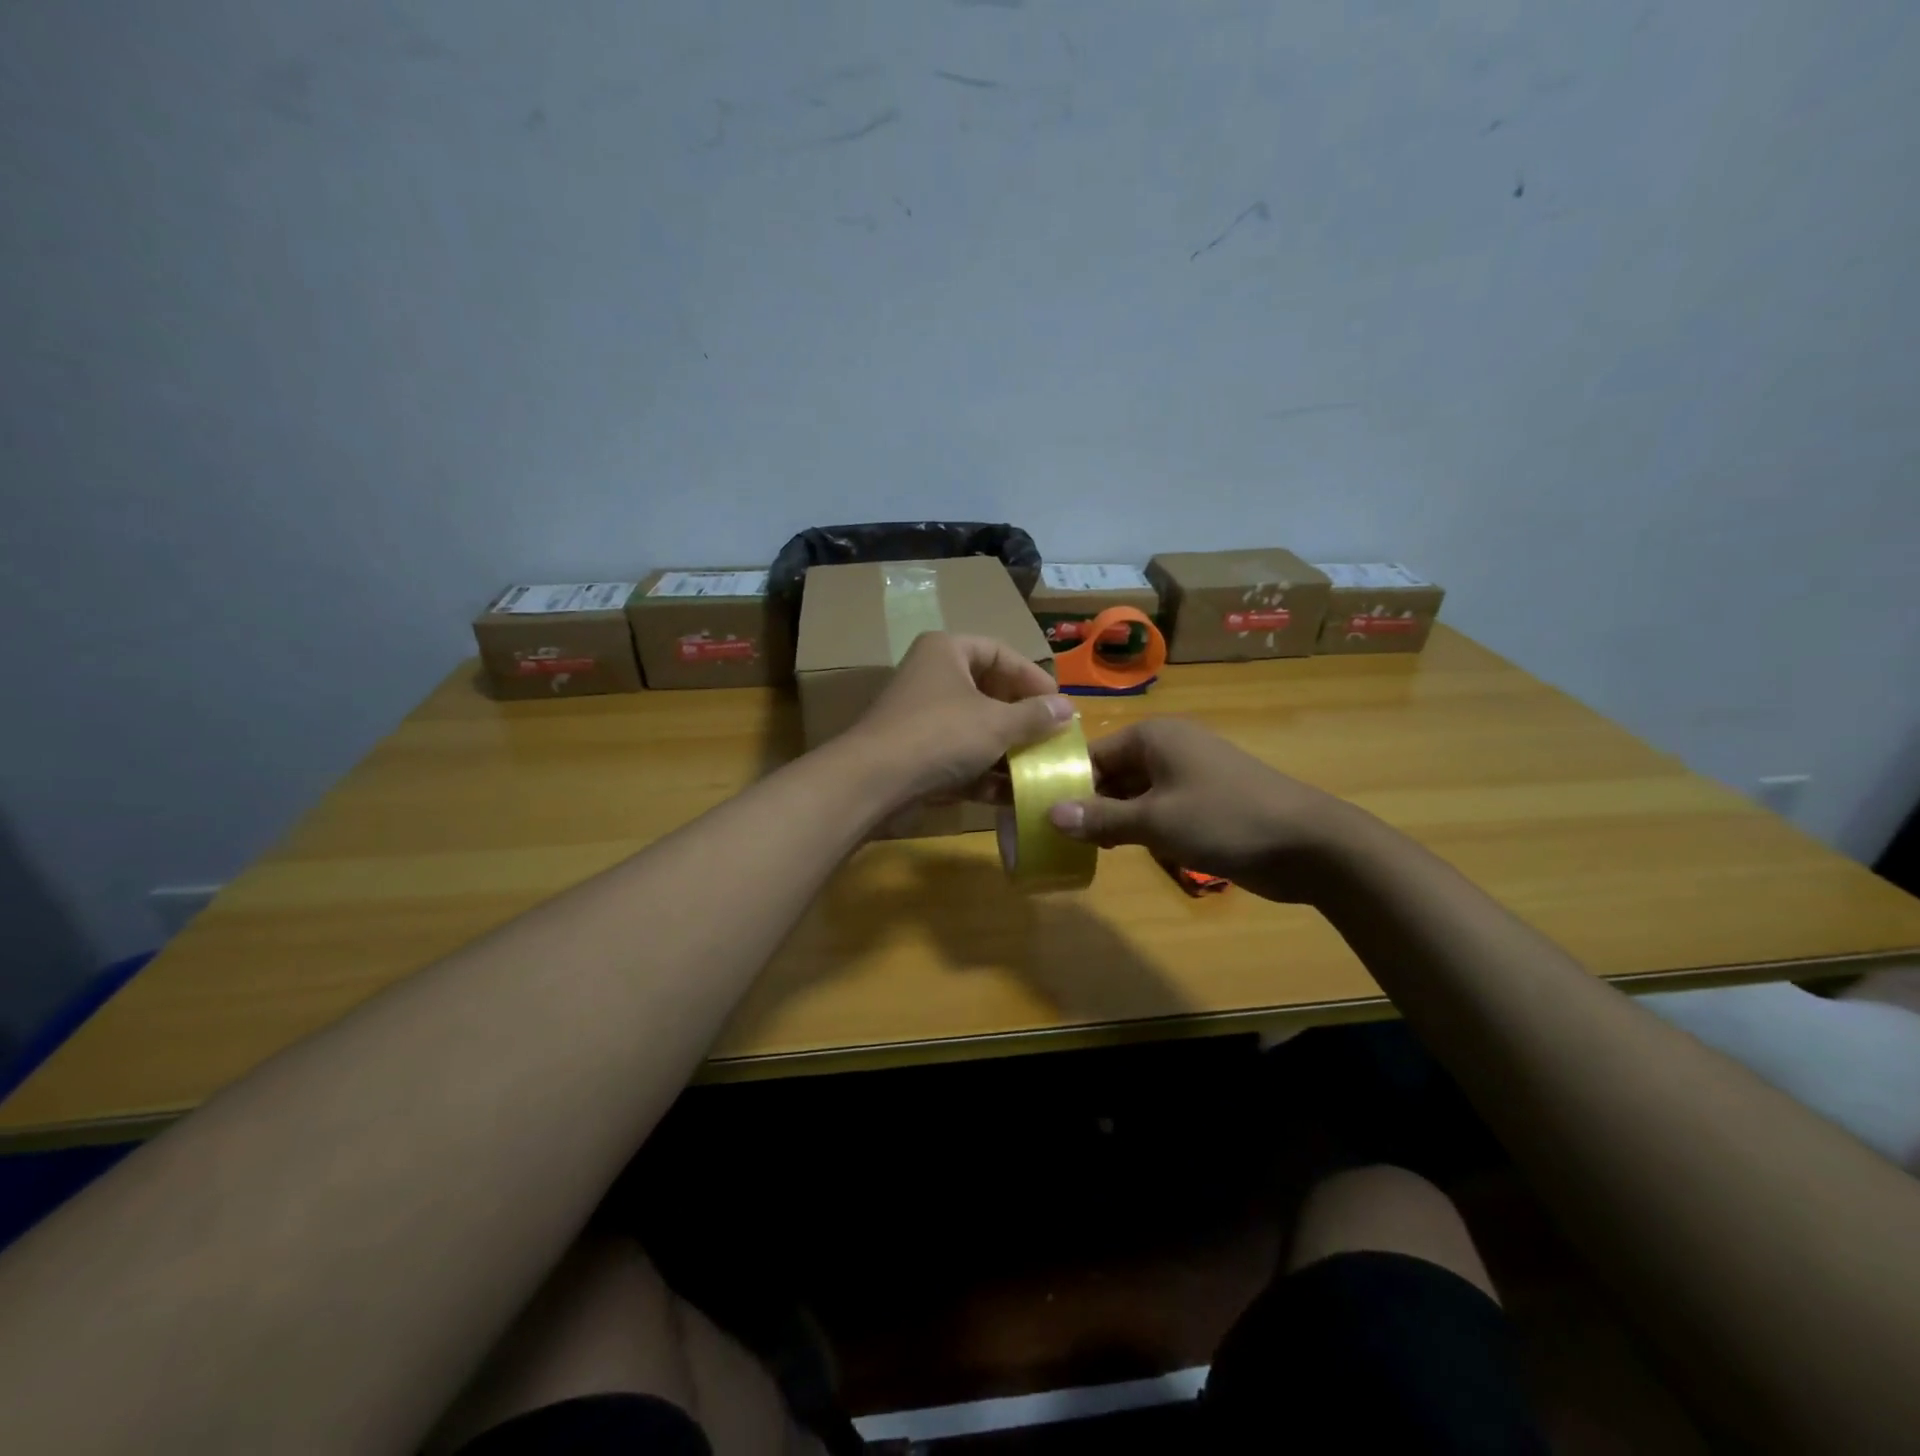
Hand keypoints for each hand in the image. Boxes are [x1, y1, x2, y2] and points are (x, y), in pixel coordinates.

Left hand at [844, 632, 1074, 804]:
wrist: (875, 782)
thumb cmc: (941, 735)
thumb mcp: (997, 723)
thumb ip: (1035, 715)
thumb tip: (1068, 708)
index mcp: (946, 651)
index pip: (1000, 652)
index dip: (1033, 676)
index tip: (1059, 704)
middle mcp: (932, 677)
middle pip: (988, 691)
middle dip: (1022, 718)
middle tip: (1051, 736)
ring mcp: (922, 718)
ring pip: (975, 728)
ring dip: (1007, 750)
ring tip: (1040, 769)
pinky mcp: (916, 754)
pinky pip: (959, 756)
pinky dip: (984, 773)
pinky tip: (1013, 795)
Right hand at [1046, 718, 1358, 902]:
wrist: (1308, 844)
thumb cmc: (1224, 819)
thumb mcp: (1154, 821)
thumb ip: (1099, 818)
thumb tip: (1048, 816)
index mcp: (1153, 737)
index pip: (1092, 755)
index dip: (1064, 783)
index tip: (1038, 814)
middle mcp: (1168, 748)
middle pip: (1111, 773)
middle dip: (1086, 803)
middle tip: (1056, 836)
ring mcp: (1188, 775)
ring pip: (1133, 794)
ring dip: (1111, 819)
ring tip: (1081, 847)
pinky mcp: (1204, 801)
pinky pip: (1157, 809)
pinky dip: (1138, 827)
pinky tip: (1120, 850)